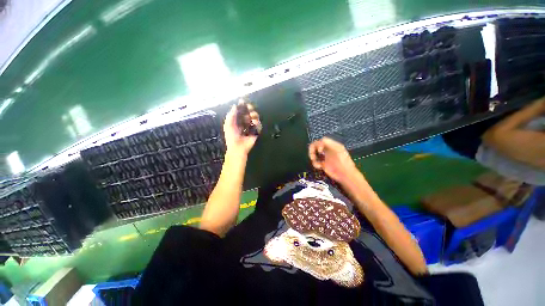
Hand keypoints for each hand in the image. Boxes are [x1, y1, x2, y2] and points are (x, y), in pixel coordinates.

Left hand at [223, 101, 260, 155]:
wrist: (237, 147)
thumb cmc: (231, 136)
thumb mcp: (228, 124)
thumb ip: (231, 114)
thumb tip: (235, 105)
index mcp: (237, 121)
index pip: (241, 111)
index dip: (242, 106)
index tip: (243, 101)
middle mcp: (244, 123)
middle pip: (249, 113)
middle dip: (250, 109)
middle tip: (250, 107)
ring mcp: (250, 127)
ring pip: (255, 118)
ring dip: (254, 115)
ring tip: (252, 116)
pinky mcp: (256, 132)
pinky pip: (259, 125)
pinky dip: (258, 123)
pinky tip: (255, 123)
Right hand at [308, 137, 358, 183]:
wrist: (345, 175)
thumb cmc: (344, 162)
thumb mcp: (339, 150)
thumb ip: (330, 144)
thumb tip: (321, 140)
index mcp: (332, 145)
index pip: (322, 141)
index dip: (319, 144)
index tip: (320, 151)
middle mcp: (327, 150)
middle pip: (315, 145)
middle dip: (312, 150)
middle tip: (312, 156)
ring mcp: (324, 157)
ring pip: (313, 153)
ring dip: (313, 157)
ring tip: (315, 161)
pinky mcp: (322, 164)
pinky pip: (315, 161)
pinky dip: (315, 163)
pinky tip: (320, 166)